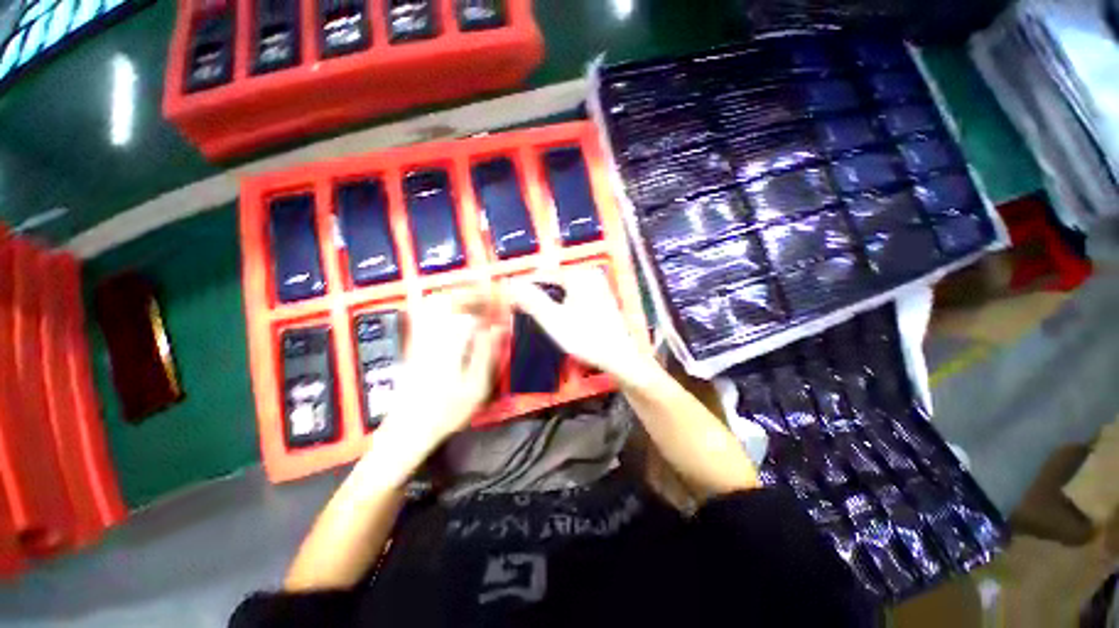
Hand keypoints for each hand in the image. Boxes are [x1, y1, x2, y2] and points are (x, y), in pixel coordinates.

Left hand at [375, 286, 503, 463]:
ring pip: (433, 304)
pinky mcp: (413, 344)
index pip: (467, 308)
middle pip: (446, 299)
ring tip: (475, 303)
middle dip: (469, 292)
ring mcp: (419, 338)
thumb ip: (486, 353)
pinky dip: (443, 306)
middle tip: (487, 297)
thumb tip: (497, 327)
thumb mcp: (476, 387)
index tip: (500, 297)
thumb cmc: (446, 411)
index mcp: (448, 344)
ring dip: (456, 297)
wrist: (407, 430)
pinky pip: (426, 315)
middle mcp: (430, 335)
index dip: (485, 299)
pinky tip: (456, 315)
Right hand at [509, 268, 656, 387]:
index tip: (513, 304)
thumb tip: (511, 285)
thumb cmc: (586, 339)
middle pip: (553, 282)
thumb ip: (532, 301)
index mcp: (579, 275)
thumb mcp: (554, 320)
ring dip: (550, 303)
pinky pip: (574, 297)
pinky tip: (563, 322)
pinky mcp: (601, 298)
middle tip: (530, 316)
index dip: (526, 290)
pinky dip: (564, 306)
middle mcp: (589, 275)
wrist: (619, 357)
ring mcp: (597, 286)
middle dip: (539, 298)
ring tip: (546, 322)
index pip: (542, 275)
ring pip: (563, 291)